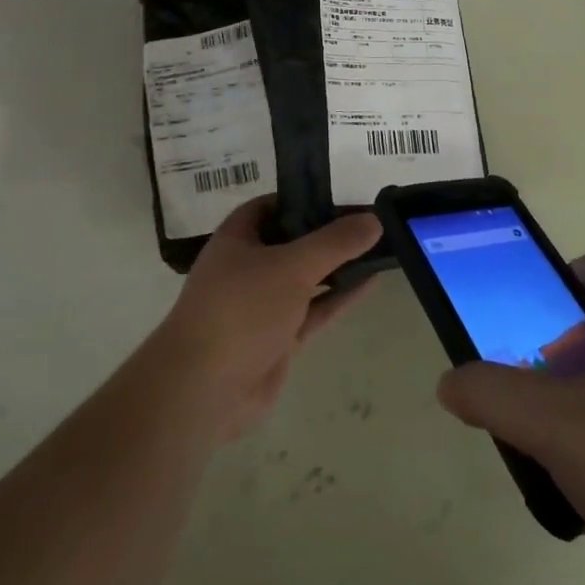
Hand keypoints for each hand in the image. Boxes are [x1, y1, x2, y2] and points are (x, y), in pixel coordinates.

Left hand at [158, 197, 381, 439]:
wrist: (206, 389)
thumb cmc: (242, 309)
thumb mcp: (291, 266)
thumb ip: (335, 243)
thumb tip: (374, 219)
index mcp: (238, 237)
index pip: (272, 205)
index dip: (304, 197)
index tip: (343, 195)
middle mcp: (248, 266)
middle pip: (293, 241)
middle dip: (327, 233)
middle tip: (370, 221)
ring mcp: (263, 304)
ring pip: (307, 277)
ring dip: (338, 265)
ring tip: (379, 248)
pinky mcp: (279, 337)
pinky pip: (314, 308)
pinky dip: (340, 296)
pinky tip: (371, 282)